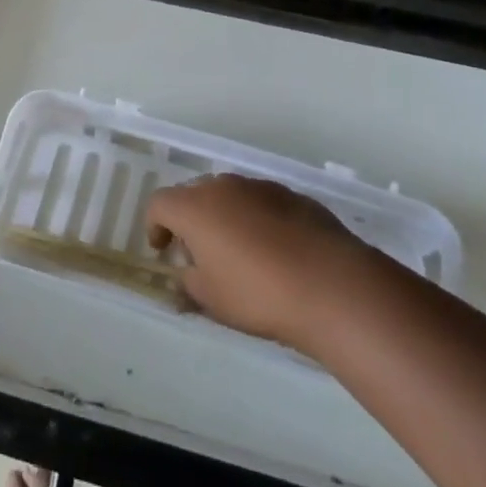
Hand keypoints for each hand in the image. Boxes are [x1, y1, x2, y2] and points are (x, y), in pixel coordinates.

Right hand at [147, 174, 378, 350]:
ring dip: (225, 218)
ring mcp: (260, 186)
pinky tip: (274, 252)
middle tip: (199, 254)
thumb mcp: (212, 300)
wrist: (330, 283)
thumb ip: (189, 284)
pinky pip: (261, 203)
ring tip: (239, 254)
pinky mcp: (292, 195)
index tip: (163, 251)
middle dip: (190, 220)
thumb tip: (185, 278)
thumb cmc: (257, 293)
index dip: (155, 226)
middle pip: (194, 194)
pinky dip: (256, 220)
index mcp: (195, 206)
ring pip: (230, 196)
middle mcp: (223, 186)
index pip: (159, 203)